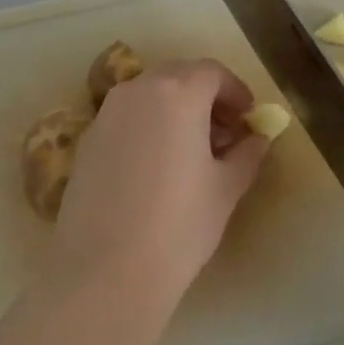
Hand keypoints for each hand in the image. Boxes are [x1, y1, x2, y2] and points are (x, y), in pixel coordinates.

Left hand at [51, 59, 270, 306]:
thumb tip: (257, 139)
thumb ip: (246, 154)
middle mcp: (138, 90)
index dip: (236, 92)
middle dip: (206, 98)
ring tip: (192, 151)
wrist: (105, 272)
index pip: (212, 73)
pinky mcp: (87, 139)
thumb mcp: (226, 189)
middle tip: (224, 134)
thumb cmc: (179, 225)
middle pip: (179, 77)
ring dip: (176, 109)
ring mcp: (107, 113)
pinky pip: (126, 117)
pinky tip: (156, 166)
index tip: (248, 119)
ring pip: (150, 95)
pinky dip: (148, 126)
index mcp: (178, 93)